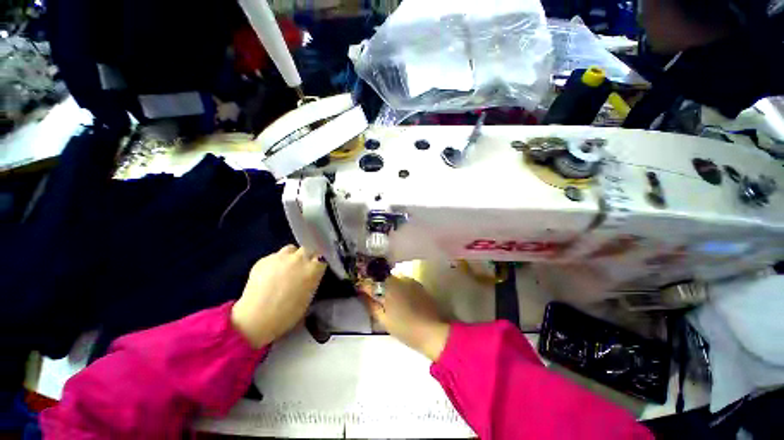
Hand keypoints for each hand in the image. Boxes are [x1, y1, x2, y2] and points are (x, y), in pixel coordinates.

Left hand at [231, 245, 326, 347]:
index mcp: (313, 269)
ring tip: (286, 268)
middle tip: (301, 269)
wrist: (256, 319)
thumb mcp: (309, 297)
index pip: (322, 258)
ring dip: (292, 256)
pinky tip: (270, 275)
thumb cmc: (287, 315)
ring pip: (291, 249)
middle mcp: (299, 258)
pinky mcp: (264, 259)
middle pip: (308, 249)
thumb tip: (309, 277)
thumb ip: (312, 281)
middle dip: (307, 257)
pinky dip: (275, 263)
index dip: (318, 264)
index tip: (315, 271)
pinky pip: (274, 256)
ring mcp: (280, 257)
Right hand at [359, 277, 449, 360]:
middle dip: (377, 286)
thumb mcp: (383, 319)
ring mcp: (410, 281)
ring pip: (394, 280)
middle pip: (382, 279)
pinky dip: (399, 289)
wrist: (433, 331)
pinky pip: (404, 283)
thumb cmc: (405, 328)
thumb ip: (371, 304)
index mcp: (388, 287)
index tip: (360, 291)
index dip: (364, 286)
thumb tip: (362, 294)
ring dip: (388, 287)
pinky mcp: (419, 285)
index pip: (371, 281)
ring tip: (389, 301)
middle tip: (375, 298)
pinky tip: (402, 301)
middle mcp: (399, 279)